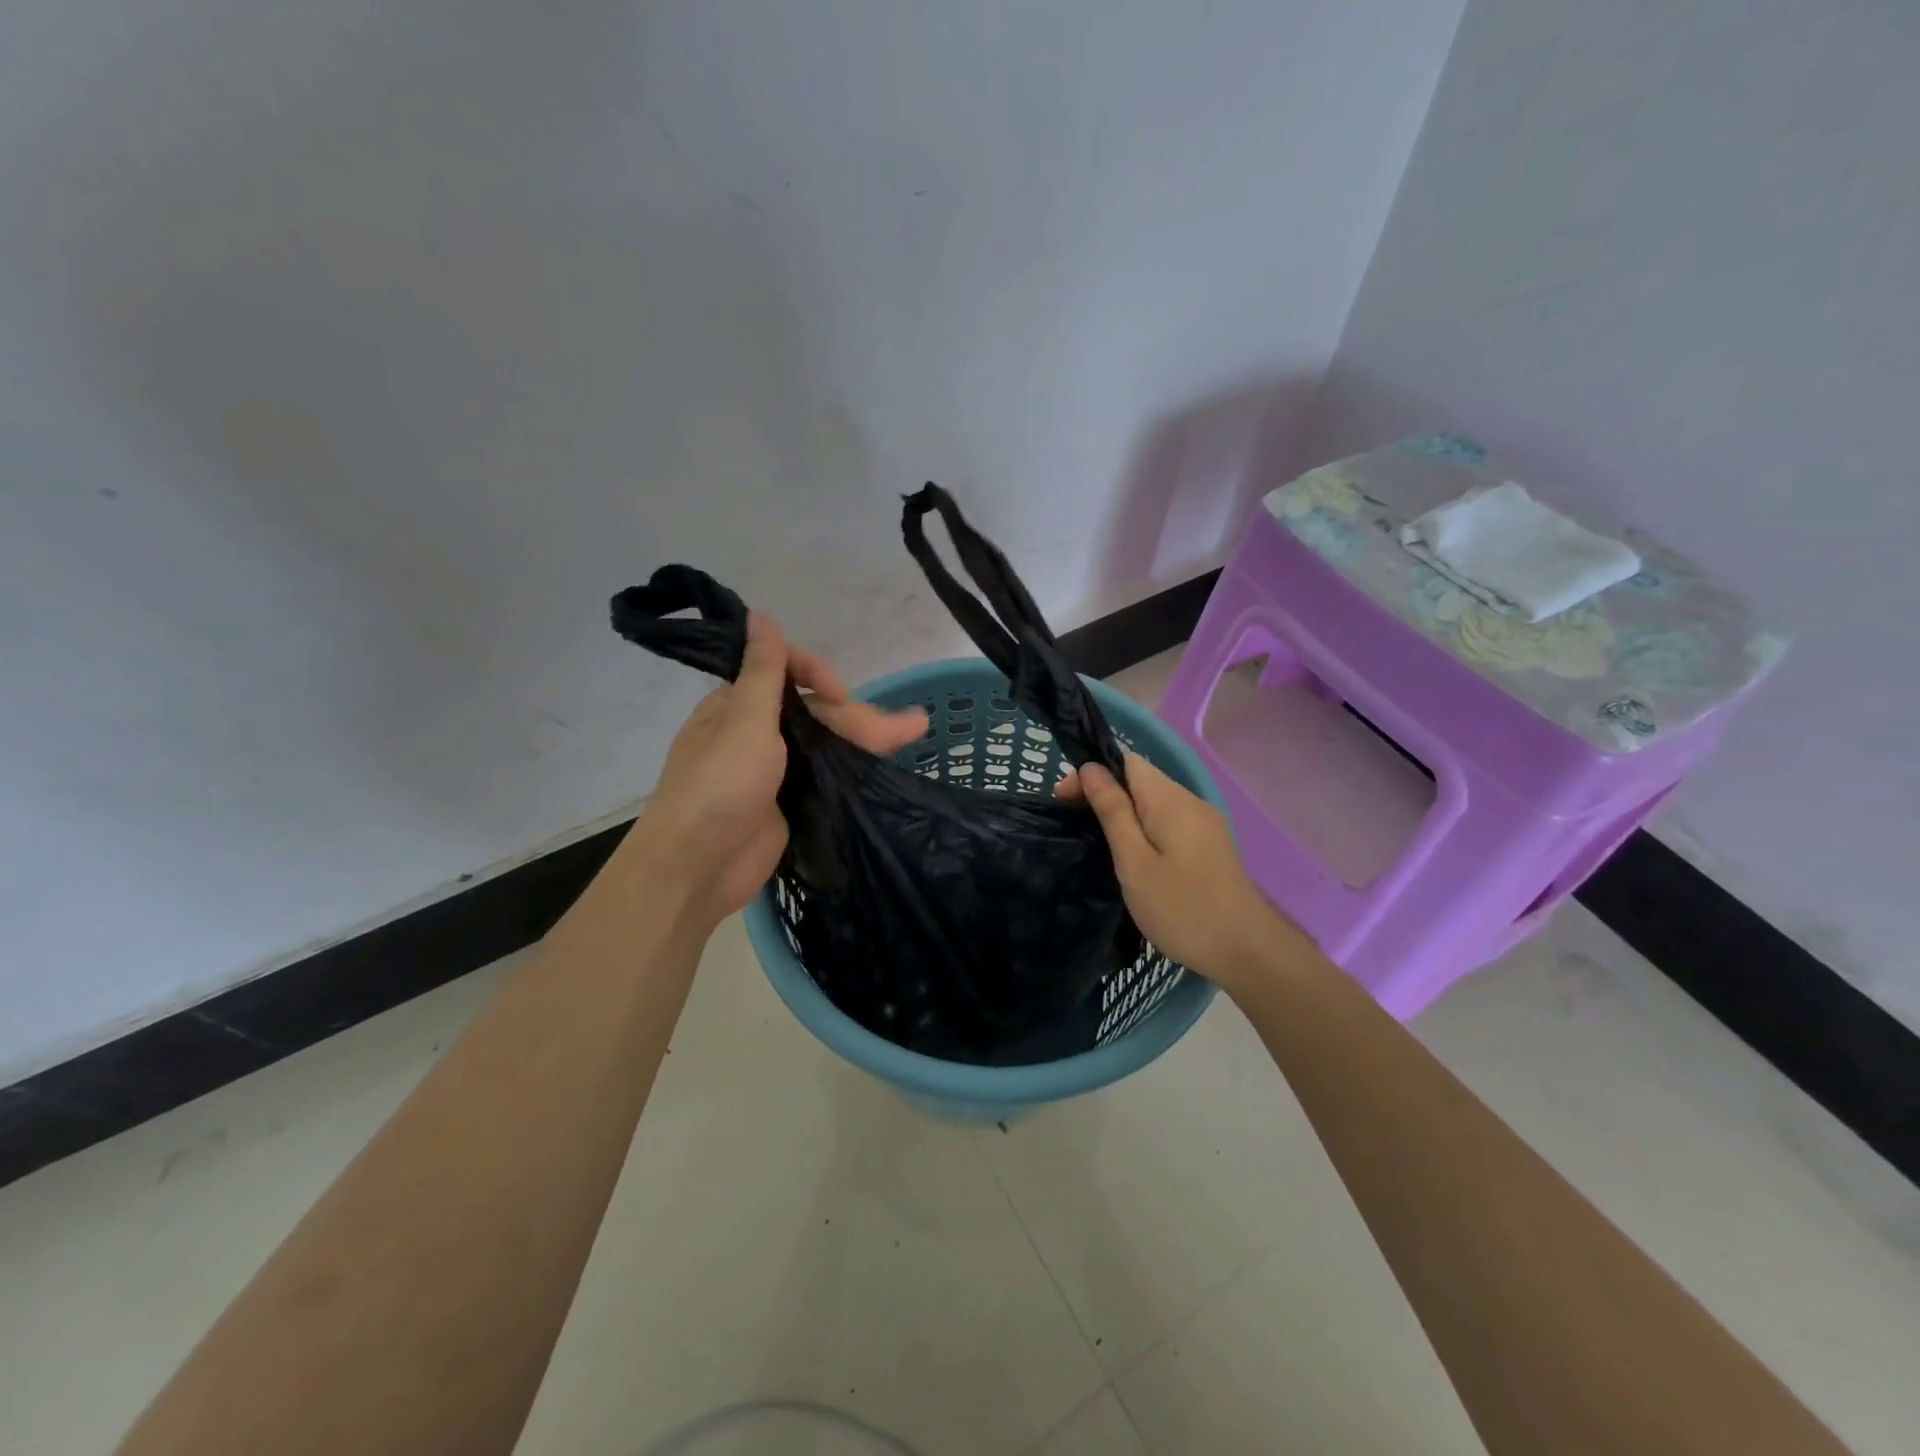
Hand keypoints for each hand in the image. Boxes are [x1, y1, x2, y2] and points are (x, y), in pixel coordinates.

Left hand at [630, 612, 927, 929]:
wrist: (698, 868)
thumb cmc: (718, 786)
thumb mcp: (743, 721)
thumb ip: (763, 671)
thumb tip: (760, 614)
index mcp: (738, 705)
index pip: (786, 673)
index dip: (818, 676)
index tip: (841, 693)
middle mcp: (756, 732)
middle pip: (815, 713)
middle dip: (859, 716)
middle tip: (909, 728)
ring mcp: (774, 770)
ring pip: (827, 744)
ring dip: (868, 738)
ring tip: (915, 732)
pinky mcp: (789, 802)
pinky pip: (826, 776)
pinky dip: (854, 769)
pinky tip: (885, 765)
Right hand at [1058, 752, 1300, 997]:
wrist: (1247, 952)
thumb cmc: (1182, 909)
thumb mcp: (1135, 862)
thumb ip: (1113, 812)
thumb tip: (1091, 769)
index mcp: (1171, 801)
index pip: (1126, 762)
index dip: (1092, 773)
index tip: (1063, 801)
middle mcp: (1190, 802)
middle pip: (1139, 780)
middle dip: (1103, 794)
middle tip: (1074, 825)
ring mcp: (1204, 824)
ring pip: (1153, 803)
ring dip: (1122, 813)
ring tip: (1097, 842)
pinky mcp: (1208, 845)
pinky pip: (1167, 822)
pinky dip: (1143, 829)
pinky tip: (1131, 856)